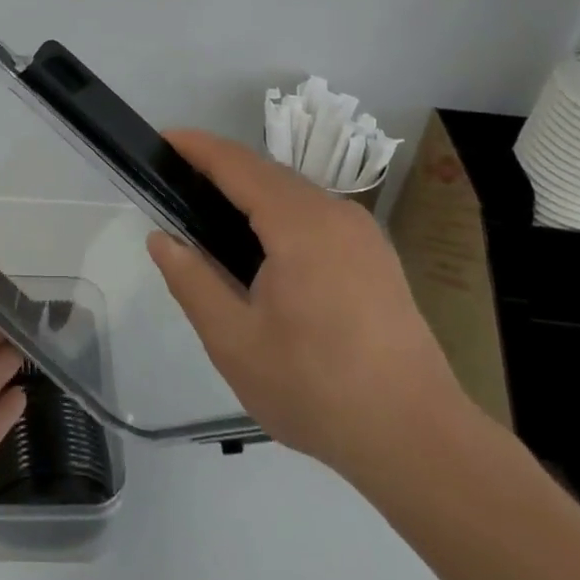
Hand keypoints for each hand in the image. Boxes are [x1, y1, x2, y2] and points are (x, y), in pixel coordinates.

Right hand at [146, 129, 467, 484]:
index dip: (196, 146)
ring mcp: (363, 233)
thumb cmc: (317, 389)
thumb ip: (191, 282)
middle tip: (175, 186)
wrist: (418, 441)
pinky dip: (279, 213)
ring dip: (250, 192)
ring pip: (294, 193)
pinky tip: (264, 251)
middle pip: (266, 172)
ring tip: (211, 218)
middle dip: (219, 168)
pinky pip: (316, 215)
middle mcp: (335, 213)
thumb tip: (162, 240)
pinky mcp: (377, 256)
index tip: (161, 139)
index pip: (236, 164)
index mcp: (299, 224)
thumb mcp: (234, 342)